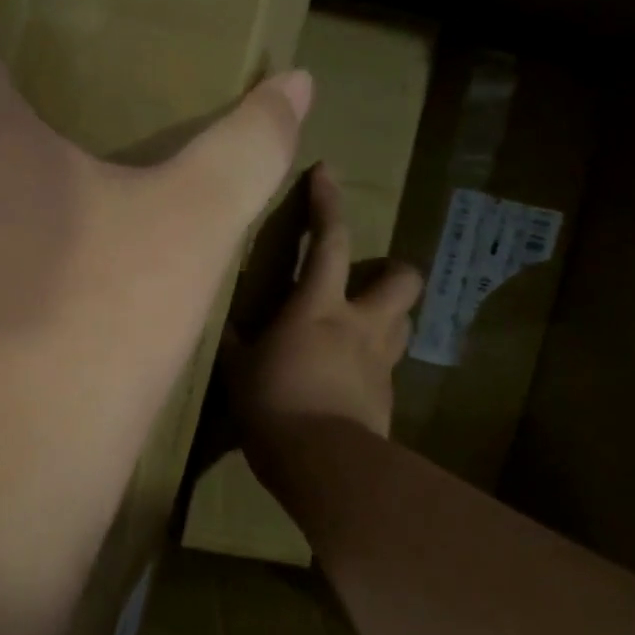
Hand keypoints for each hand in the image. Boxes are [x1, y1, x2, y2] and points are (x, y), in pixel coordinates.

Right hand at [226, 164, 422, 481]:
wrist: (322, 463)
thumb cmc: (272, 404)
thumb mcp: (239, 368)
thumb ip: (238, 341)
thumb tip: (229, 325)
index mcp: (317, 307)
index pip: (327, 241)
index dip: (326, 203)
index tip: (327, 171)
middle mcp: (359, 324)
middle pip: (401, 279)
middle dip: (393, 268)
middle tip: (369, 277)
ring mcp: (380, 361)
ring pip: (405, 321)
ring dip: (388, 315)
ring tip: (361, 326)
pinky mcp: (388, 396)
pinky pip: (388, 366)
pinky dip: (373, 362)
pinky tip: (350, 379)